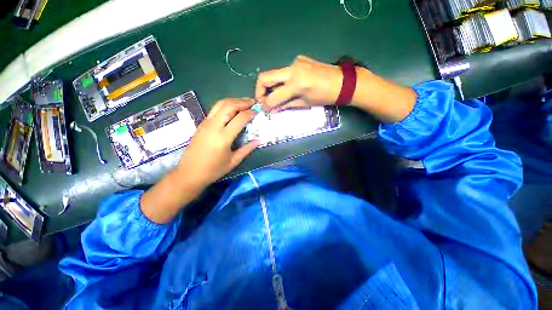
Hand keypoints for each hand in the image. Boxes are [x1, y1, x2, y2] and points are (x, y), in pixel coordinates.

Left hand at [140, 98, 258, 223]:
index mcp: (223, 137)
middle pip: (229, 105)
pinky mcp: (202, 124)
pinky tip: (232, 108)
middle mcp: (214, 126)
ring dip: (233, 100)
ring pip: (220, 104)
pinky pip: (215, 109)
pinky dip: (226, 105)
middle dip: (243, 101)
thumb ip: (247, 149)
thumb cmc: (213, 170)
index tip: (257, 111)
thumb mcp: (233, 161)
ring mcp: (206, 123)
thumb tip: (259, 140)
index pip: (240, 118)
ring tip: (244, 102)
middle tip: (253, 101)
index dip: (250, 113)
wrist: (189, 173)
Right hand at [255, 55, 342, 111]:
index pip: (272, 96)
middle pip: (264, 77)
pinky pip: (284, 71)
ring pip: (273, 73)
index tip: (264, 109)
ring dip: (270, 85)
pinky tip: (289, 86)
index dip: (265, 105)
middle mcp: (292, 70)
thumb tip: (272, 110)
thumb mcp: (304, 104)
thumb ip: (286, 105)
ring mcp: (295, 62)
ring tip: (276, 95)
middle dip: (259, 90)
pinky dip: (282, 80)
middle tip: (263, 100)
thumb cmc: (325, 97)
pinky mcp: (299, 59)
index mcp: (295, 85)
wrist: (343, 81)